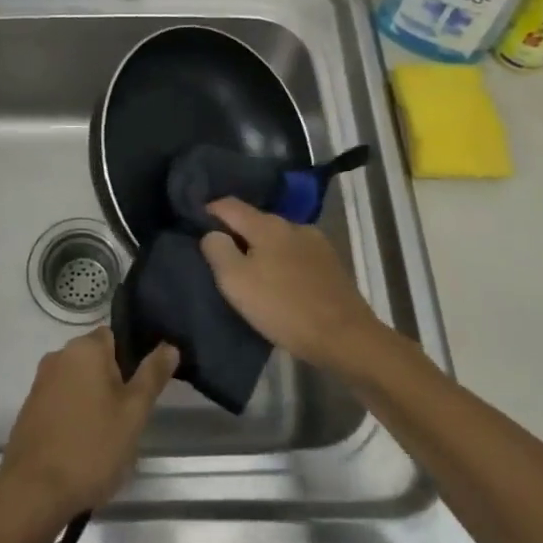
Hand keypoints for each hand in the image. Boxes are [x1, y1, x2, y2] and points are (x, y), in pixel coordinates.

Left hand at [0, 329, 178, 526]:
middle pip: (95, 361)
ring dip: (93, 403)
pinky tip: (81, 448)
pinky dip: (73, 417)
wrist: (34, 491)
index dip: (130, 361)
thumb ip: (152, 375)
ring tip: (106, 439)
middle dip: (113, 385)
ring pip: (78, 383)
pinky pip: (61, 403)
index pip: (114, 337)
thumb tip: (169, 346)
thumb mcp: (134, 412)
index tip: (139, 392)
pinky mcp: (29, 409)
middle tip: (127, 420)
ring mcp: (40, 383)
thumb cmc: (92, 446)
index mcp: (84, 349)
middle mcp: (58, 356)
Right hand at [201, 198, 384, 372]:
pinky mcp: (331, 264)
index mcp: (267, 225)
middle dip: (236, 233)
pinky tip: (281, 283)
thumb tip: (212, 233)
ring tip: (251, 272)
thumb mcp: (236, 282)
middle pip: (255, 220)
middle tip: (220, 256)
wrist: (346, 338)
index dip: (208, 211)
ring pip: (277, 238)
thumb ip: (217, 251)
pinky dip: (282, 262)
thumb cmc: (284, 308)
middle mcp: (292, 224)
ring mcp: (316, 243)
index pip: (229, 204)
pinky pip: (296, 254)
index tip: (195, 226)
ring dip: (261, 249)